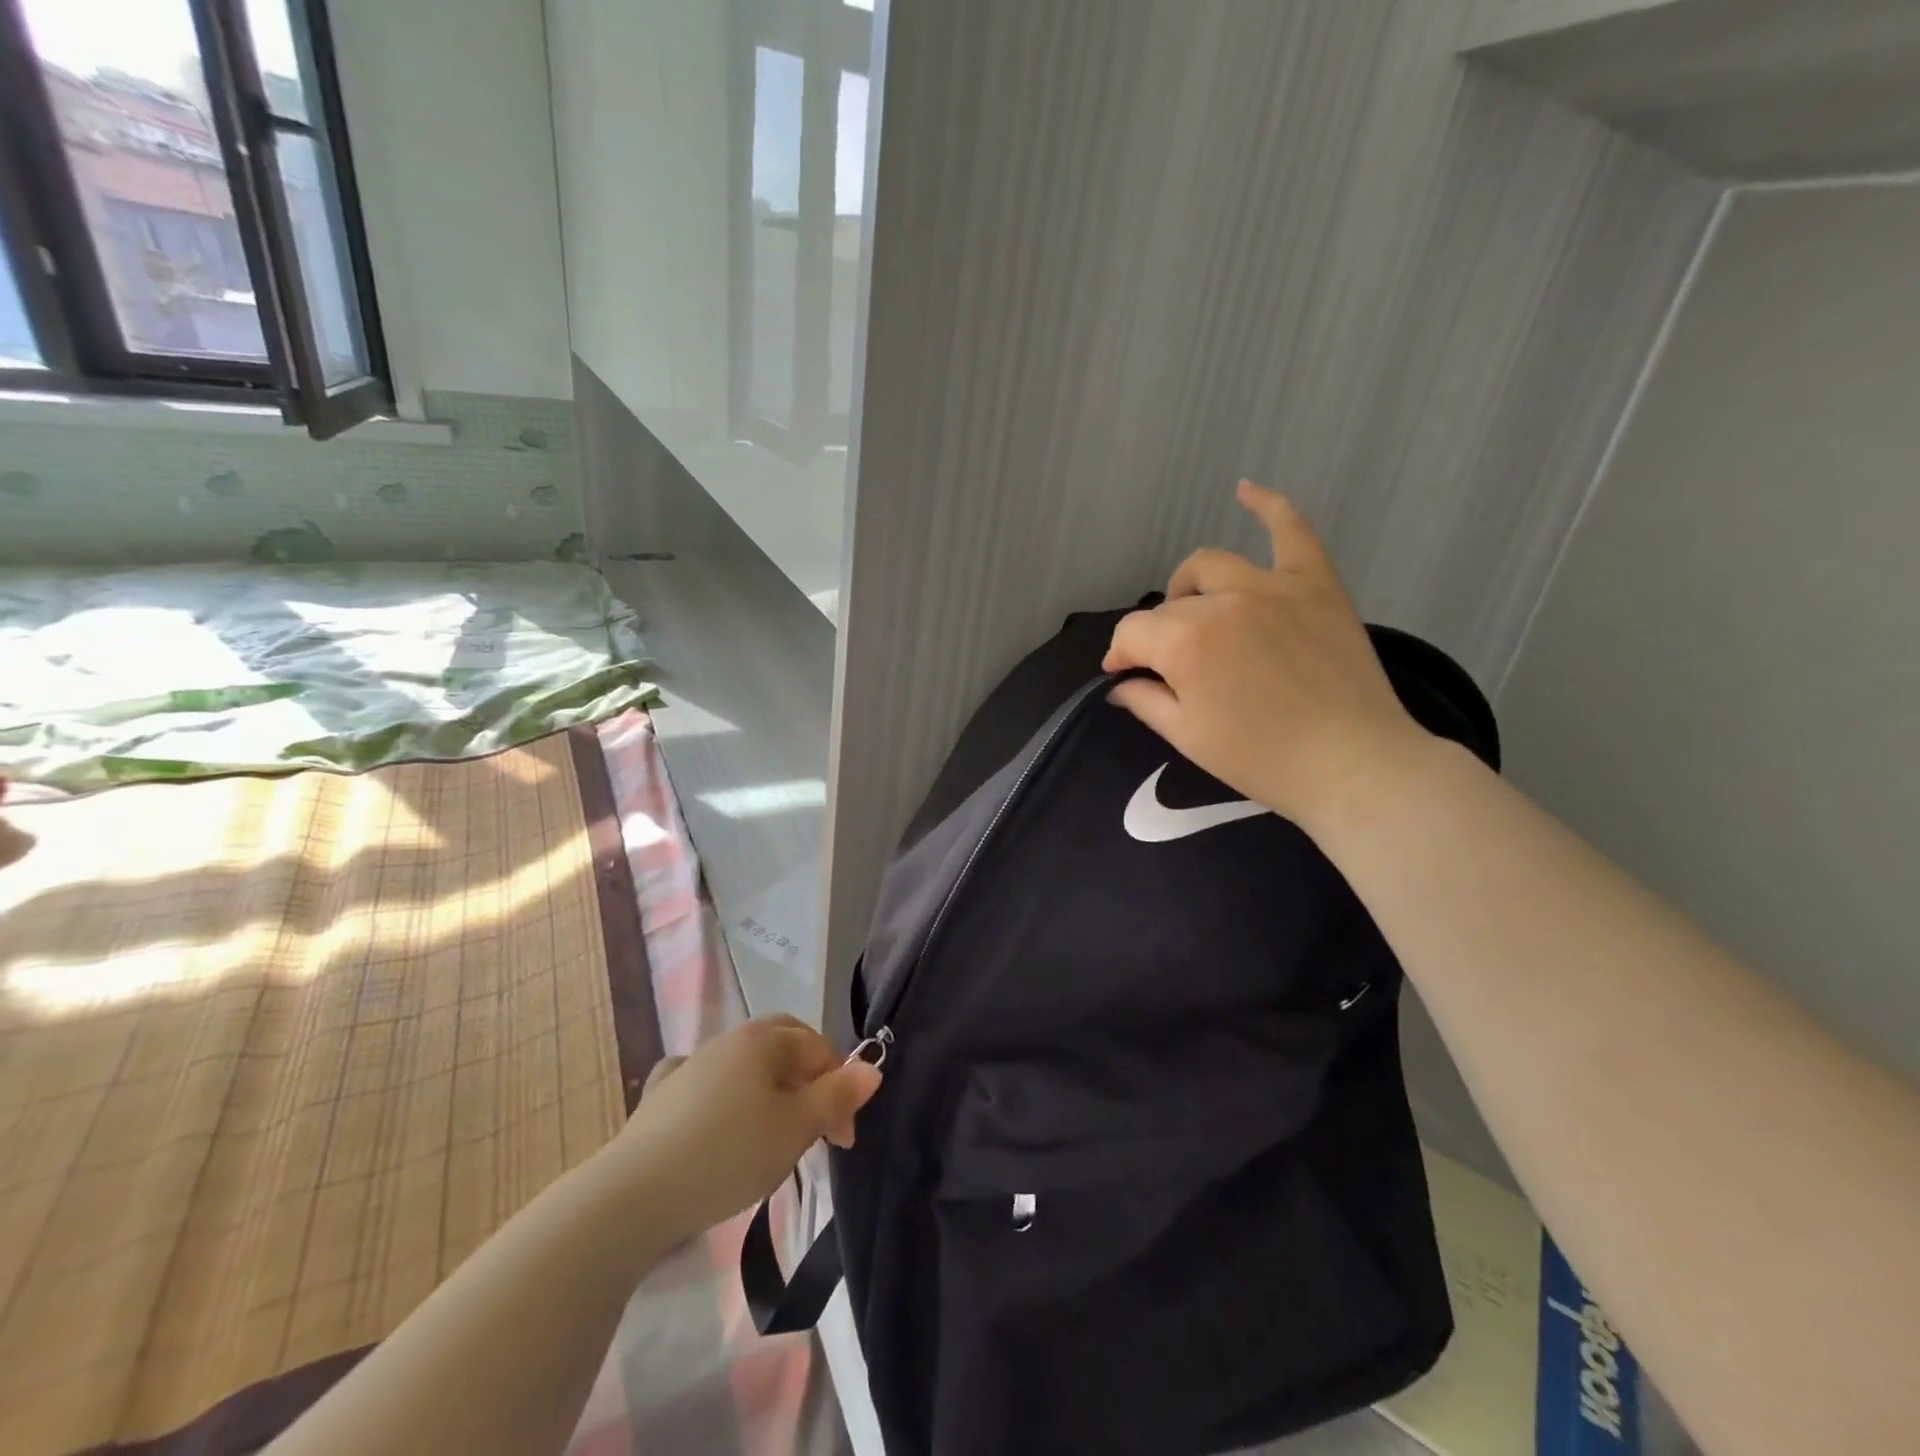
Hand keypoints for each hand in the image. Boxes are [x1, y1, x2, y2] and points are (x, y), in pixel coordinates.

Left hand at [610, 1016, 881, 1242]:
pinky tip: (717, 1111)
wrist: (635, 1195)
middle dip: (808, 1075)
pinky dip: (722, 1091)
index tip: (843, 1140)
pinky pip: (704, 1080)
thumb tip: (873, 1068)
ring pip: (746, 1063)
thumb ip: (837, 1096)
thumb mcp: (796, 1128)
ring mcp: (692, 1064)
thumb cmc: (729, 1154)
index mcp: (764, 1039)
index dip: (841, 1089)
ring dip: (770, 1086)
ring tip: (774, 1130)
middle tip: (816, 1122)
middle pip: (782, 1042)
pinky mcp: (662, 1096)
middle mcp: (729, 1039)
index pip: (819, 1049)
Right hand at [1103, 481, 1428, 834]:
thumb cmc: (1262, 760)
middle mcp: (1224, 602)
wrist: (1353, 765)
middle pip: (1170, 606)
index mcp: (1187, 643)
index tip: (1122, 676)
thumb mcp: (1187, 737)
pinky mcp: (1316, 583)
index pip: (1133, 634)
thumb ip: (1145, 700)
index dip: (1121, 656)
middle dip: (1156, 636)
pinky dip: (1268, 506)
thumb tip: (1120, 682)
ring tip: (1196, 615)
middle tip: (1169, 668)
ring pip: (1210, 566)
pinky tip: (1245, 490)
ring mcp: (1273, 586)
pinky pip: (1292, 531)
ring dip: (1190, 588)